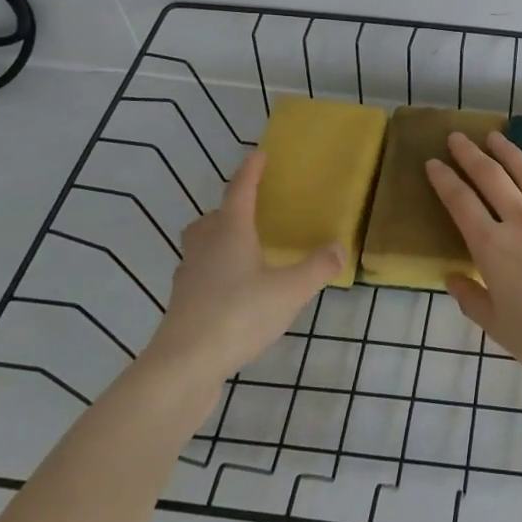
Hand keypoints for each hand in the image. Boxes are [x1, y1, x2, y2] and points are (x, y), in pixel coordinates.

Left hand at [142, 151, 343, 394]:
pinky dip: (215, 273)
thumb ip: (317, 268)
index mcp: (230, 233)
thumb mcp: (290, 291)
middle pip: (211, 219)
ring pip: (200, 247)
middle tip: (249, 212)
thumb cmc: (238, 315)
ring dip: (218, 241)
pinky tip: (234, 291)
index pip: (240, 192)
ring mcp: (189, 278)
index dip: (251, 172)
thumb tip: (339, 247)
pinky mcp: (183, 306)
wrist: (183, 366)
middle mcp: (205, 248)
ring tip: (243, 252)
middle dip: (228, 210)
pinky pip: (200, 276)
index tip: (259, 154)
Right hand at [426, 130, 521, 390]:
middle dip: (470, 155)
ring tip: (494, 137)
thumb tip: (453, 277)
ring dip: (508, 152)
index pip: (461, 203)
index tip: (433, 163)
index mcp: (493, 247)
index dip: (444, 180)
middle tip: (457, 137)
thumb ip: (471, 298)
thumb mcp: (497, 326)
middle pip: (491, 177)